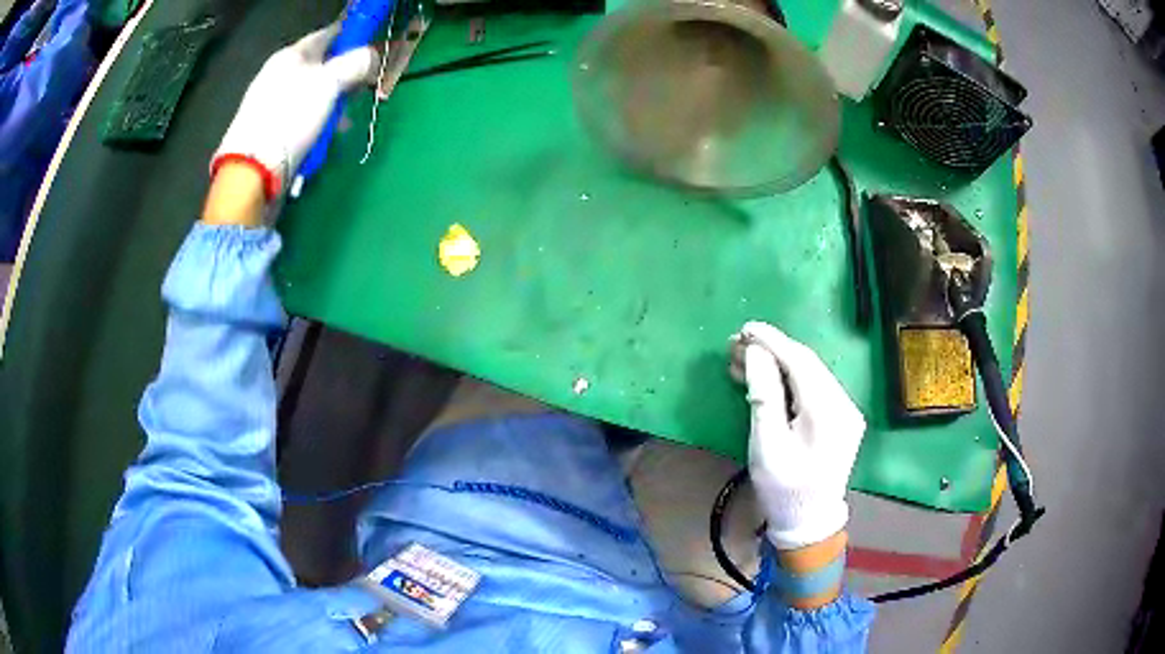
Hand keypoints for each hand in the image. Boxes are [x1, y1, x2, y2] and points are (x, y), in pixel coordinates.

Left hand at [212, 25, 377, 199]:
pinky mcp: (268, 130)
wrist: (252, 171)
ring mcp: (270, 103)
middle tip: (359, 91)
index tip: (371, 49)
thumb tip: (371, 55)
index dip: (351, 38)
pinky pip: (301, 116)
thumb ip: (355, 64)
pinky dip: (316, 122)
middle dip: (344, 78)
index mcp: (290, 56)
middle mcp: (278, 75)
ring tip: (342, 122)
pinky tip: (323, 136)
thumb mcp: (329, 83)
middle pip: (321, 66)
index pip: (327, 35)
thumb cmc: (290, 119)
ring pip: (312, 94)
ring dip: (332, 105)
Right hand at [730, 321, 865, 549]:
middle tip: (735, 345)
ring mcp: (846, 411)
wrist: (808, 522)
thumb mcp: (766, 445)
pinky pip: (814, 389)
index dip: (772, 341)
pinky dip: (789, 380)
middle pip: (806, 365)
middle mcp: (844, 404)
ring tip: (743, 361)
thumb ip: (763, 396)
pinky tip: (766, 380)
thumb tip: (755, 353)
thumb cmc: (783, 488)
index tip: (745, 328)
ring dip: (778, 365)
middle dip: (771, 351)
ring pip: (810, 375)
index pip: (800, 362)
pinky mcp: (841, 418)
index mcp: (828, 411)